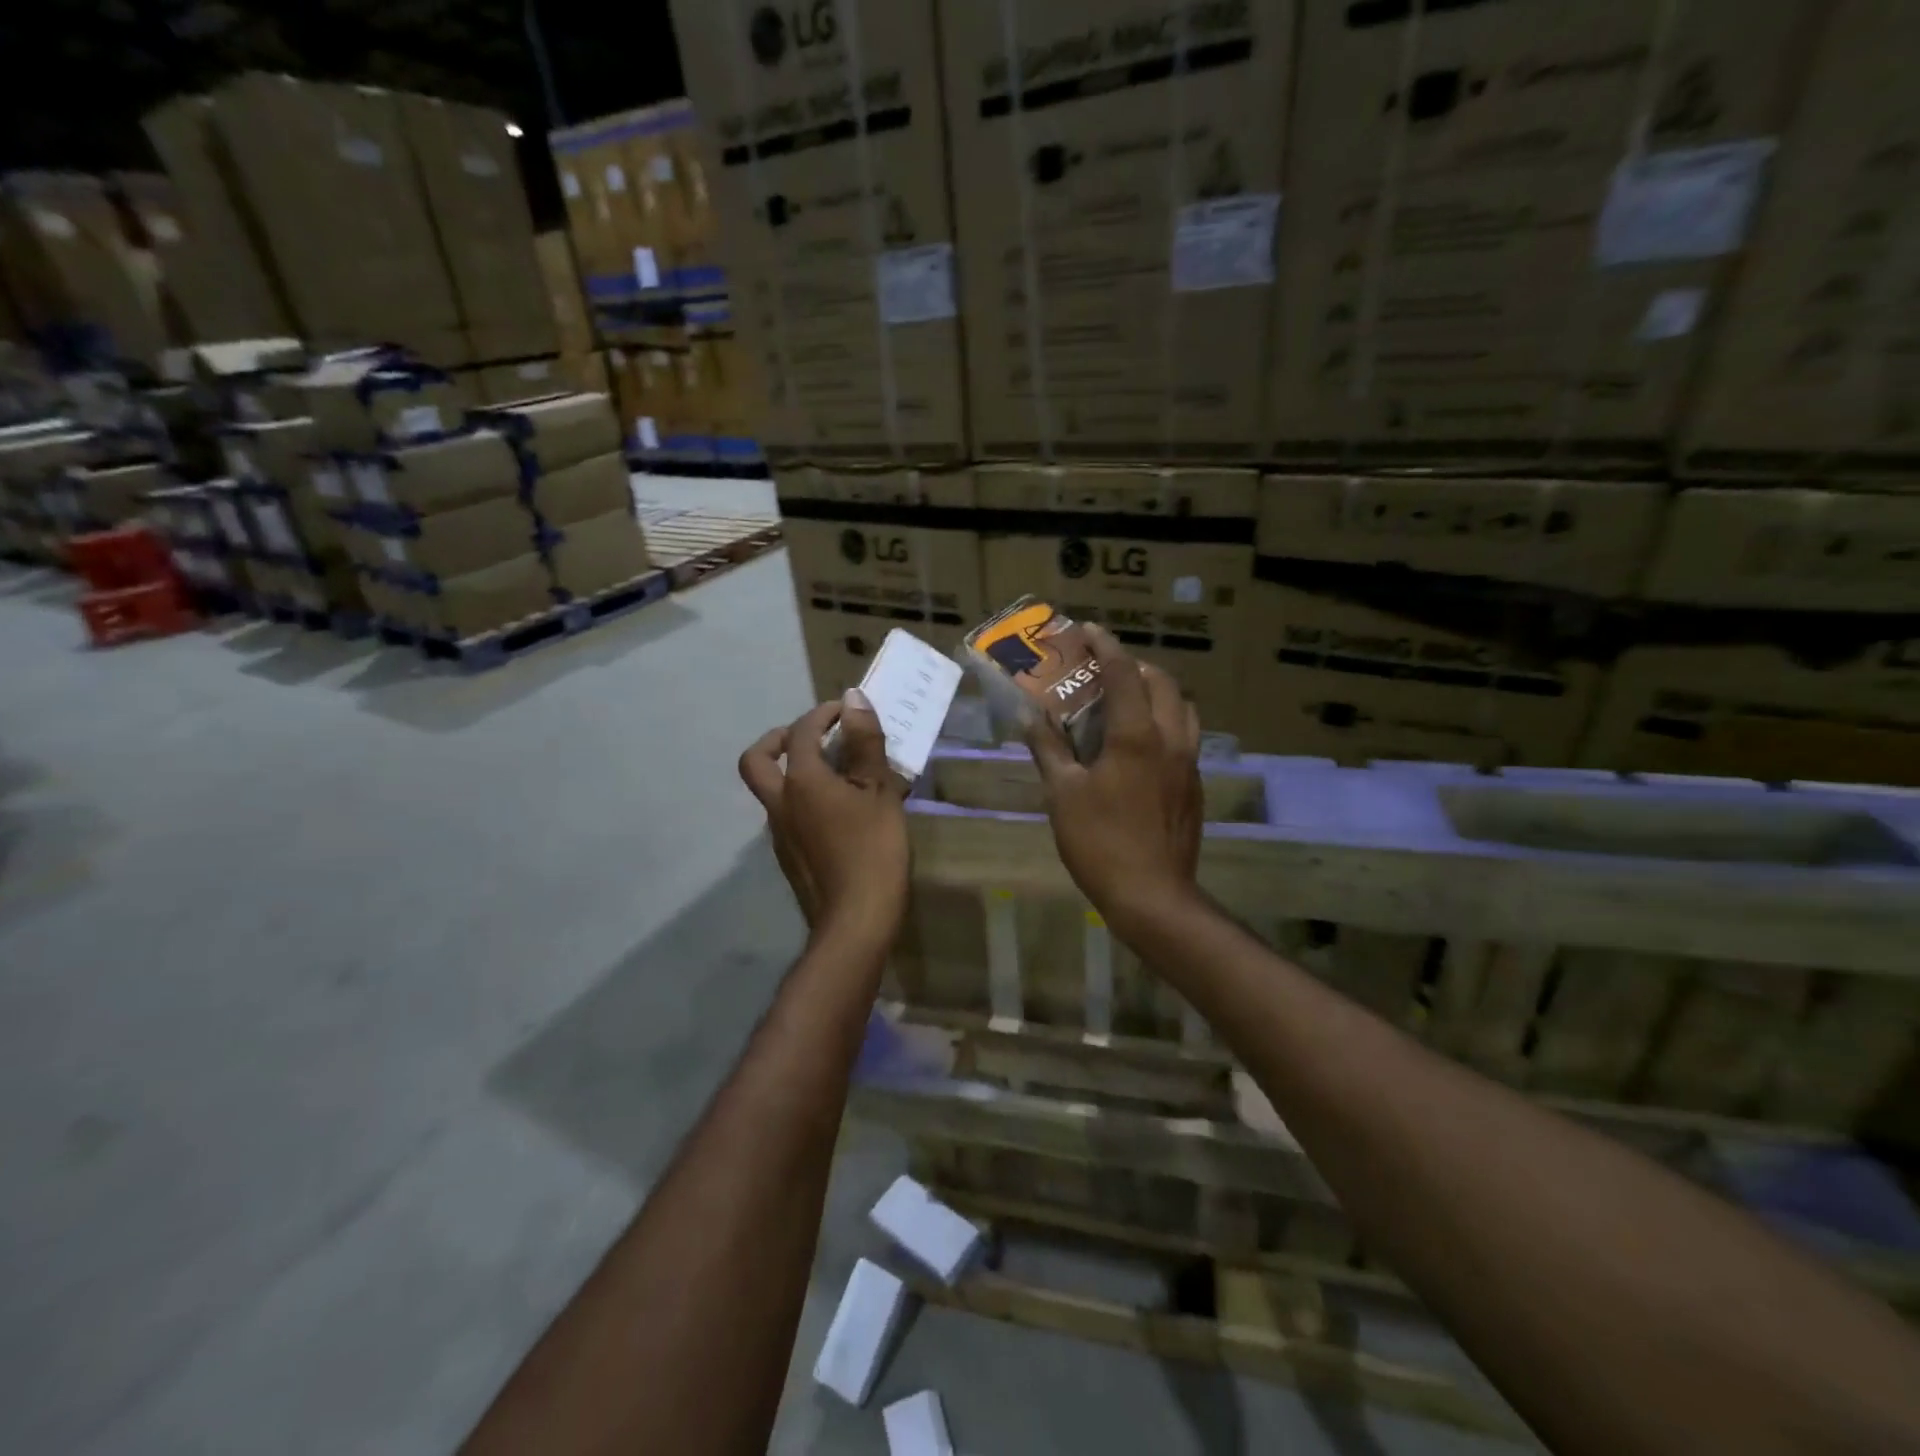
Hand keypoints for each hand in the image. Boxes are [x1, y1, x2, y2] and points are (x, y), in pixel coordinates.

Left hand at [739, 689, 909, 946]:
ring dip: (794, 772)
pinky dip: (806, 801)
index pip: (802, 732)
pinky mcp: (790, 858)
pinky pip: (789, 815)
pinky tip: (841, 814)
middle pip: (758, 760)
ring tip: (837, 774)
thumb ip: (865, 743)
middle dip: (778, 739)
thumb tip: (852, 699)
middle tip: (809, 737)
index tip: (845, 711)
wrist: (855, 921)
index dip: (822, 714)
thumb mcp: (878, 791)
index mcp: (801, 781)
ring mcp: (780, 834)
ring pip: (773, 790)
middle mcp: (780, 803)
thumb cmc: (873, 849)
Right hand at [1027, 625, 1202, 926]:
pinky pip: (1186, 737)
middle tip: (1105, 671)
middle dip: (1135, 666)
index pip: (1123, 674)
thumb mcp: (1063, 795)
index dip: (1105, 647)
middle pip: (1162, 683)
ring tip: (1129, 702)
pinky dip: (1166, 723)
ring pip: (1182, 709)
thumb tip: (1031, 718)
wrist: (1153, 896)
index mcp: (1136, 736)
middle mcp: (1170, 740)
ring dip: (1158, 693)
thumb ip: (1049, 750)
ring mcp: (1189, 764)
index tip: (1087, 631)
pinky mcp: (1195, 787)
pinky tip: (1142, 747)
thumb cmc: (1100, 842)